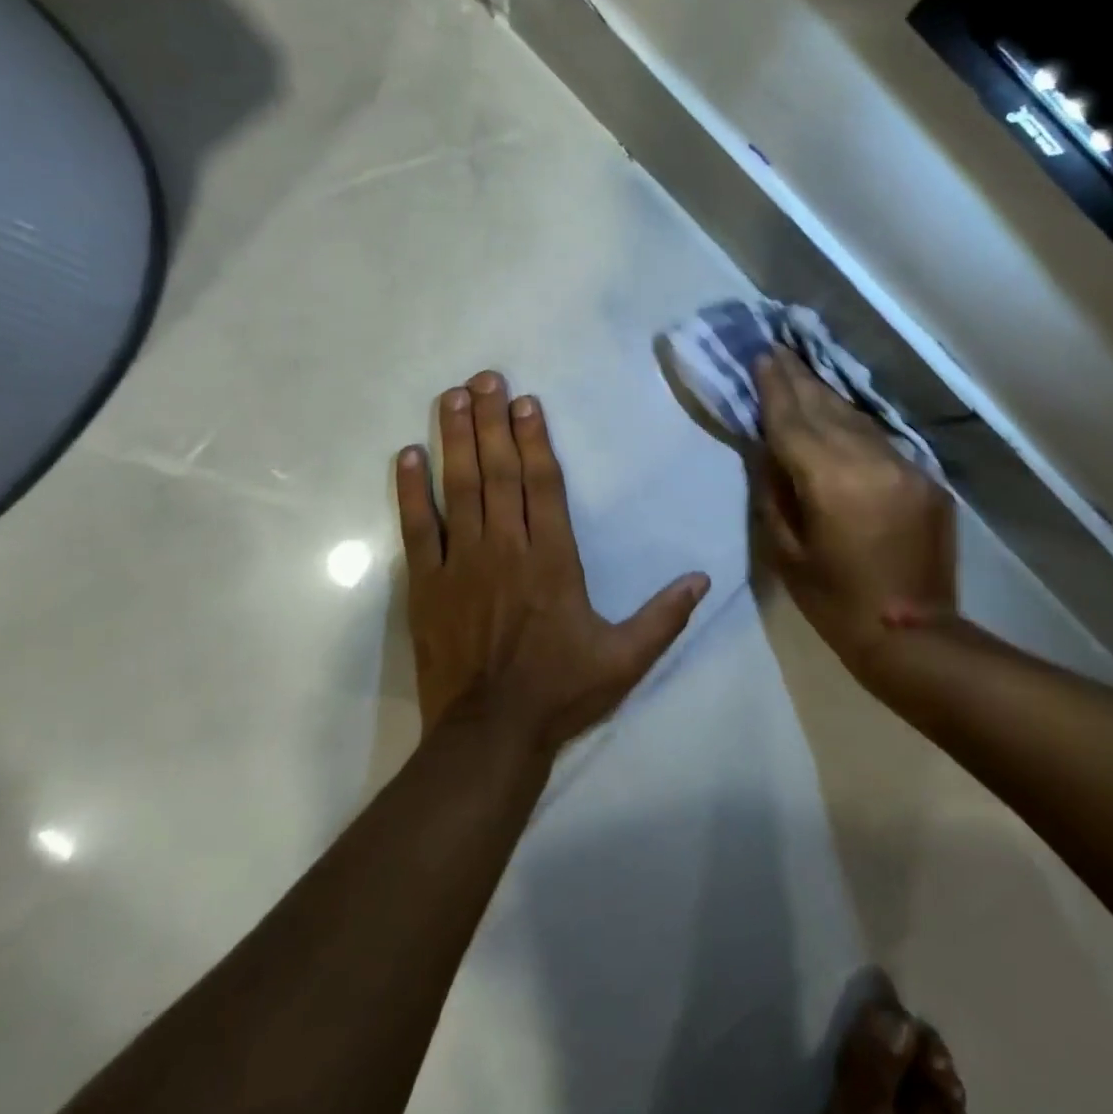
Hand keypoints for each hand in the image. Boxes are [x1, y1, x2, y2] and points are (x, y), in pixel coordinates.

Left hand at [396, 370, 711, 753]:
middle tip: (484, 378)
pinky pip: (416, 528)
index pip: (543, 484)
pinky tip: (408, 454)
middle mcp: (506, 548)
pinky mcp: (426, 584)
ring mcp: (460, 563)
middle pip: (498, 472)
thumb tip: (704, 577)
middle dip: (492, 421)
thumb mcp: (625, 659)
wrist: (490, 735)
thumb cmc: (561, 691)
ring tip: (452, 397)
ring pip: (459, 488)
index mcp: (553, 560)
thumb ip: (664, 615)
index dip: (534, 438)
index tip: (526, 401)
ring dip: (456, 439)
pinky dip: (411, 490)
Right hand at [752, 350, 955, 673]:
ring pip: (857, 419)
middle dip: (799, 379)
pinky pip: (881, 441)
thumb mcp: (785, 551)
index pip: (793, 421)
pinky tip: (839, 416)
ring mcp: (905, 467)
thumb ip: (773, 490)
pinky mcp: (925, 478)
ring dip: (826, 396)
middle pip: (826, 409)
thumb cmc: (834, 601)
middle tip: (777, 350)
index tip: (761, 356)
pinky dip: (854, 426)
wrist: (913, 635)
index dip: (774, 388)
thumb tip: (766, 446)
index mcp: (831, 481)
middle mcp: (871, 462)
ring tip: (802, 373)